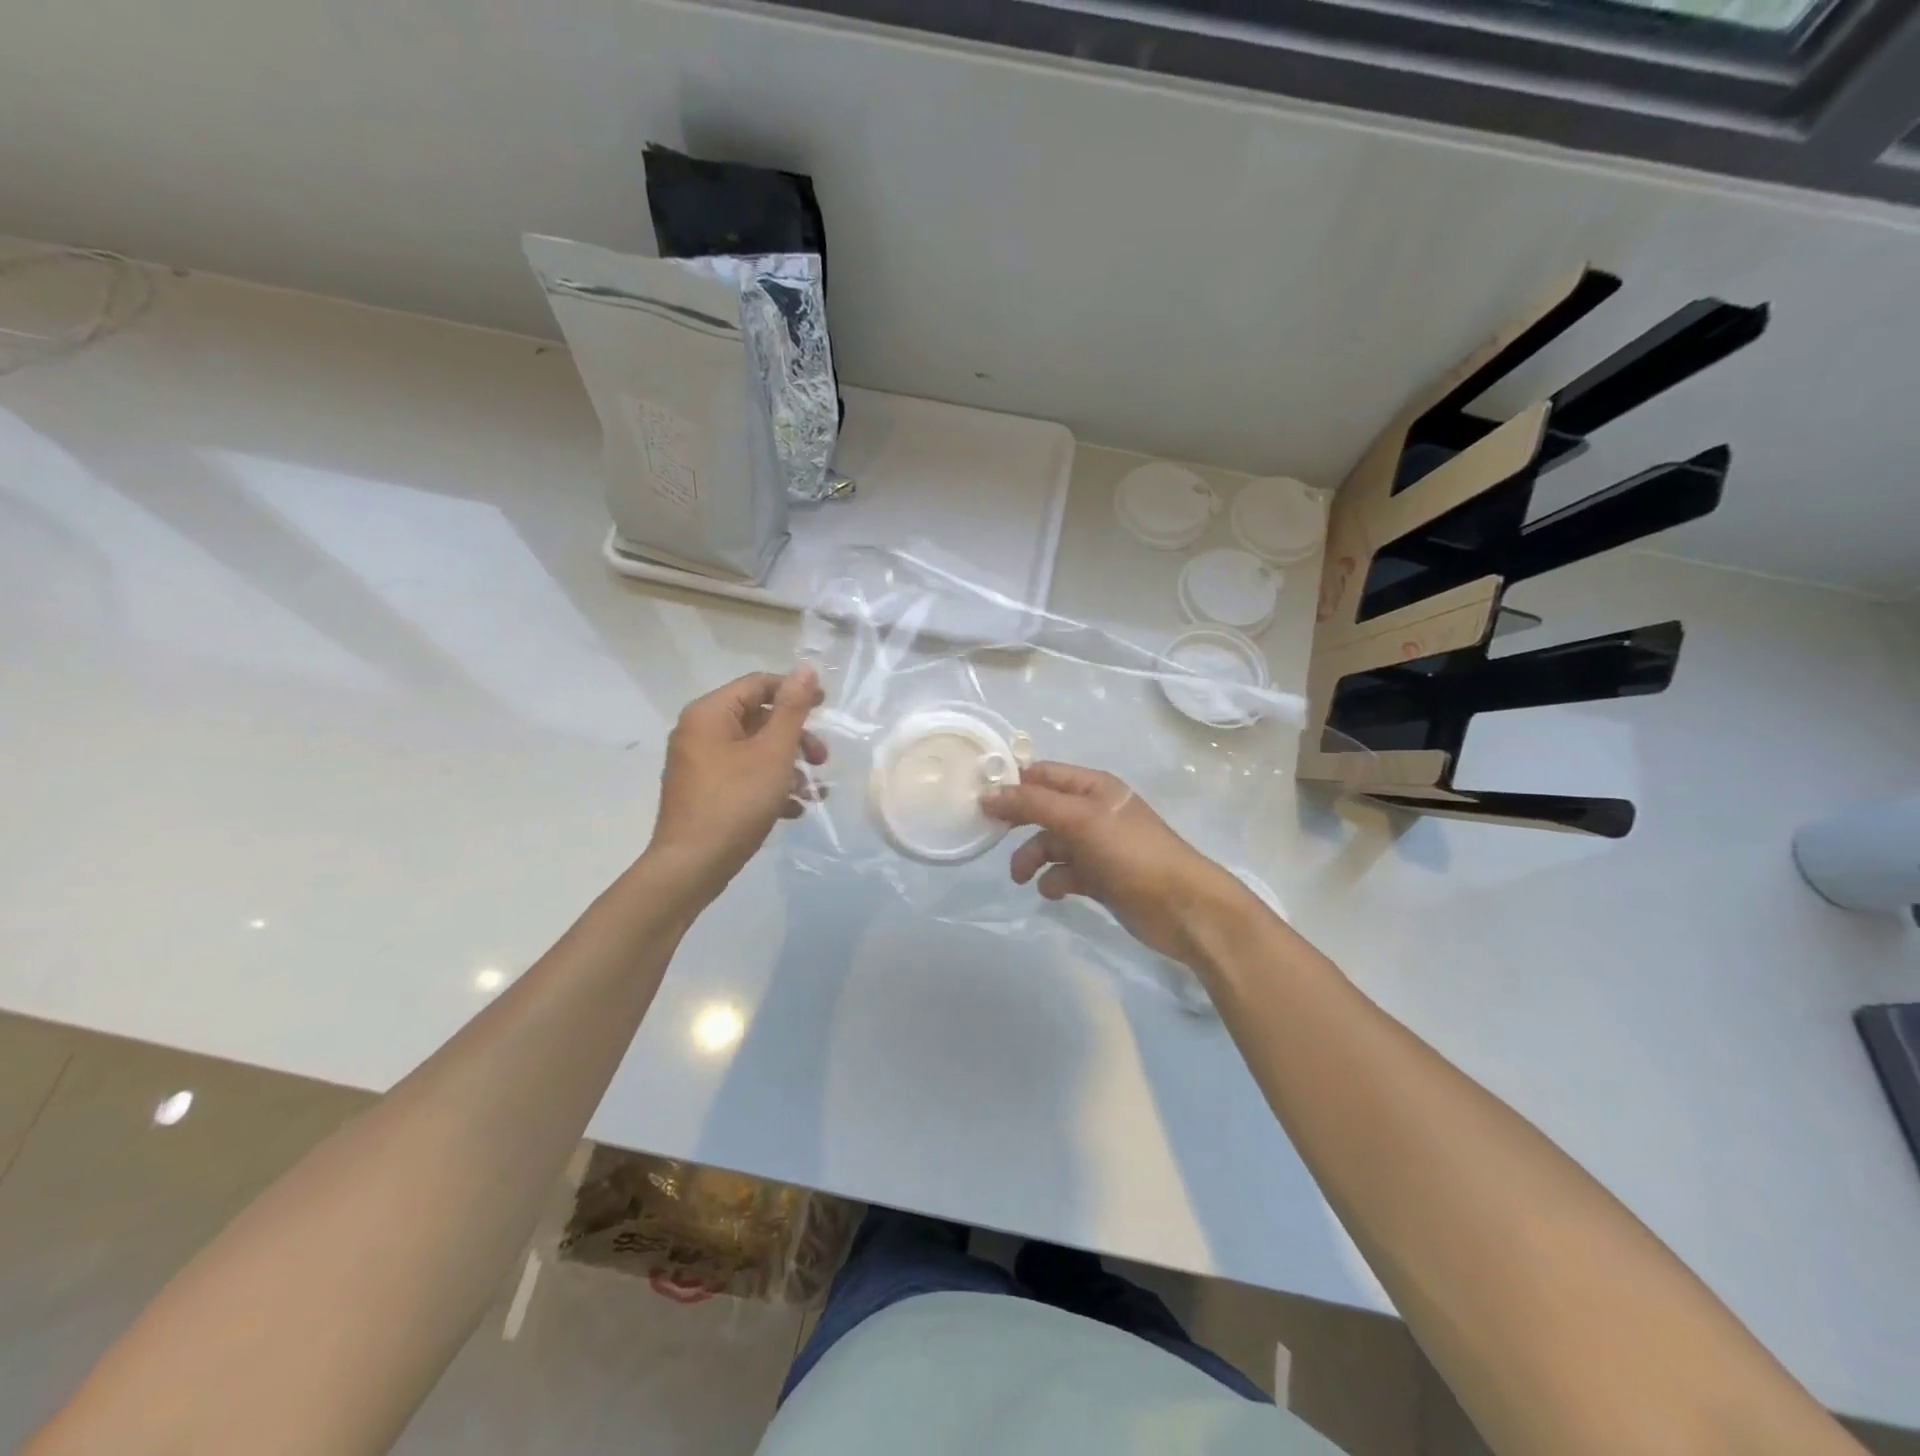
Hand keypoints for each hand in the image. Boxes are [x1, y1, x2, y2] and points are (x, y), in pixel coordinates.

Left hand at [649, 667, 825, 897]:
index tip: (826, 708)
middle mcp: (699, 732)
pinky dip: (770, 786)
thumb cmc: (736, 801)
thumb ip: (792, 709)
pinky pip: (743, 776)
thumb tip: (805, 669)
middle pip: (758, 719)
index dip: (795, 692)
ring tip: (813, 793)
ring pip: (754, 751)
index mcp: (709, 714)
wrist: (692, 865)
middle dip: (796, 738)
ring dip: (788, 767)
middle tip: (822, 760)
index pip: (758, 684)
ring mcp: (699, 765)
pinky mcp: (704, 793)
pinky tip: (793, 810)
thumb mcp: (773, 752)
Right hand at [982, 762, 1253, 966]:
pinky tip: (1054, 892)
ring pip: (1050, 845)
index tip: (979, 800)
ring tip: (1022, 877)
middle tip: (990, 836)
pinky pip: (1064, 873)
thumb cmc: (1132, 854)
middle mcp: (1093, 812)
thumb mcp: (1080, 821)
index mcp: (1093, 788)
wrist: (1183, 908)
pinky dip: (1054, 881)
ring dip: (1032, 857)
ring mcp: (1097, 846)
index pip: (1043, 774)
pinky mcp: (1100, 878)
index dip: (1013, 783)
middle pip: (1043, 809)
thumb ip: (1032, 805)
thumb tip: (988, 794)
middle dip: (1018, 823)